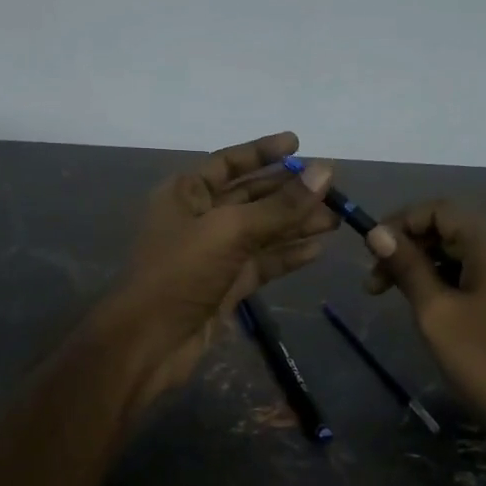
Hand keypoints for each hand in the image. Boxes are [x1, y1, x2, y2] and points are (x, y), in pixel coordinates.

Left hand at [100, 132, 337, 404]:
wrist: (150, 341)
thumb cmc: (181, 272)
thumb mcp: (231, 231)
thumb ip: (280, 205)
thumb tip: (325, 171)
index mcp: (186, 193)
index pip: (229, 162)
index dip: (262, 152)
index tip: (298, 144)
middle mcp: (199, 218)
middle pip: (251, 196)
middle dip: (290, 192)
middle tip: (333, 189)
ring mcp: (213, 254)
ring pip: (261, 232)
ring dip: (296, 224)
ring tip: (336, 219)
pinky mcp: (226, 285)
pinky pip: (262, 262)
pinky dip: (287, 255)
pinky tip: (317, 249)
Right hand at [362, 201, 485, 448]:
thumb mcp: (436, 312)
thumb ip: (407, 267)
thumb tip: (377, 233)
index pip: (437, 209)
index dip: (398, 224)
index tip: (369, 256)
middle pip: (450, 227)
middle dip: (408, 248)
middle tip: (375, 285)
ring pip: (462, 252)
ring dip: (424, 266)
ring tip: (396, 298)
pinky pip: (477, 273)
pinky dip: (447, 281)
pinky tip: (429, 308)